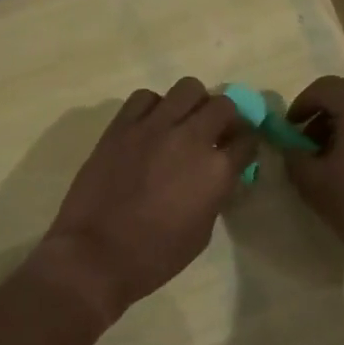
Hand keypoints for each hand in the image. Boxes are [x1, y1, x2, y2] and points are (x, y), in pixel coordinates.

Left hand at [33, 77, 256, 326]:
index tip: (239, 150)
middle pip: (223, 105)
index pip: (247, 140)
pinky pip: (145, 97)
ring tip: (183, 122)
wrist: (95, 255)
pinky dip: (154, 106)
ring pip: (187, 88)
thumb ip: (214, 193)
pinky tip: (150, 125)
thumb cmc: (155, 256)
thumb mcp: (202, 231)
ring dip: (193, 104)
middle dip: (226, 117)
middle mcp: (191, 138)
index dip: (246, 144)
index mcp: (217, 171)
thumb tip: (217, 175)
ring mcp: (154, 127)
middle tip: (216, 133)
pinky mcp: (122, 125)